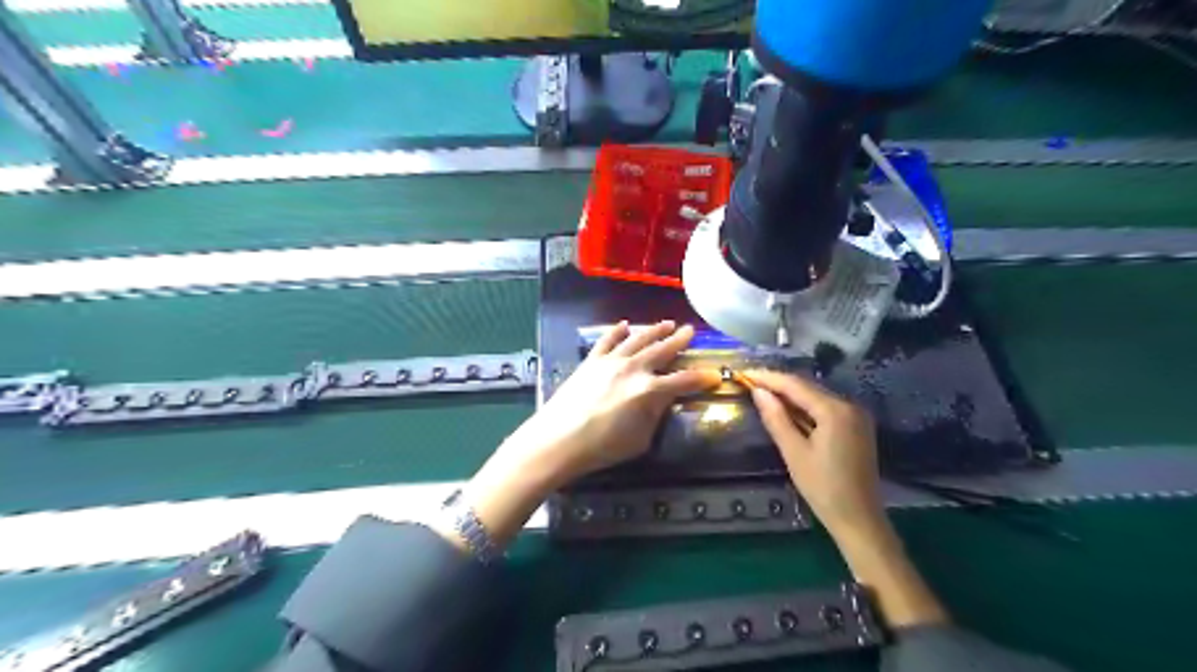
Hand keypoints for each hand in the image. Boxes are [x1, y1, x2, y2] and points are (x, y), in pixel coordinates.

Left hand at [501, 319, 712, 482]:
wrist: (558, 439)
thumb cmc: (602, 447)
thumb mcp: (640, 440)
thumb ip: (655, 416)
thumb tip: (661, 401)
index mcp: (649, 391)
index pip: (684, 381)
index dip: (701, 378)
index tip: (714, 376)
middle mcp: (634, 369)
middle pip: (662, 350)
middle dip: (679, 340)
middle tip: (690, 331)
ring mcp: (611, 361)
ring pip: (638, 340)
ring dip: (654, 330)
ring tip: (667, 323)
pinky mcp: (591, 361)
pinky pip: (607, 340)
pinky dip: (617, 331)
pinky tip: (625, 325)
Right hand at [747, 369, 885, 542]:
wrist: (859, 519)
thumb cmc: (823, 488)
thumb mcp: (794, 453)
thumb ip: (776, 419)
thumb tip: (758, 392)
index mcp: (835, 411)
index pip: (796, 385)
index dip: (768, 378)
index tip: (744, 373)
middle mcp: (849, 406)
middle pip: (808, 387)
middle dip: (778, 383)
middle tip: (749, 381)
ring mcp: (856, 416)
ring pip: (816, 396)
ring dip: (790, 394)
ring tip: (762, 392)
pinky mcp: (856, 427)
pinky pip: (825, 407)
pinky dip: (804, 406)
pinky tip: (787, 409)